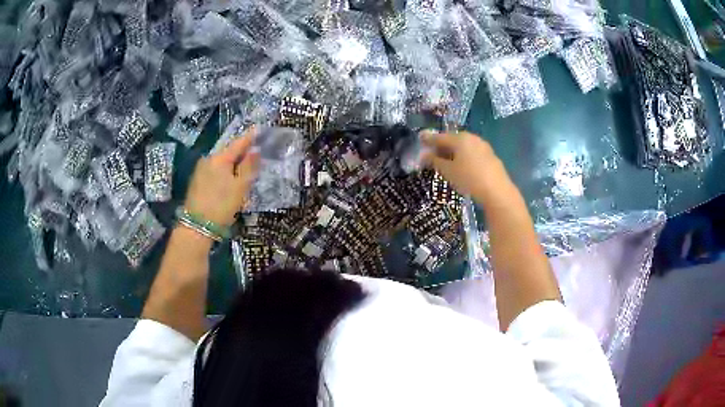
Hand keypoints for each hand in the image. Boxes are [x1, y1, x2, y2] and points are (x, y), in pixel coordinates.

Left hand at [184, 129, 259, 226]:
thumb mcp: (240, 187)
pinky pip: (214, 170)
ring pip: (221, 162)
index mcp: (220, 158)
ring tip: (244, 168)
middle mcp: (208, 159)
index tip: (259, 129)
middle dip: (241, 152)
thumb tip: (255, 150)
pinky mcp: (196, 181)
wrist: (196, 227)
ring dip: (233, 163)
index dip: (250, 137)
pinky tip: (229, 180)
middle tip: (254, 152)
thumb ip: (249, 167)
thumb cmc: (221, 205)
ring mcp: (200, 170)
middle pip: (228, 152)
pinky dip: (224, 172)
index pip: (238, 143)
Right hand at [421, 131, 508, 200]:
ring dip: (453, 152)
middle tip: (432, 154)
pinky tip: (462, 167)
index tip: (420, 139)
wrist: (497, 191)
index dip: (428, 139)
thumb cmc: (469, 178)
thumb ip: (434, 161)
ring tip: (446, 162)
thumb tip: (424, 155)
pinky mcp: (490, 156)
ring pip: (463, 146)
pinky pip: (472, 153)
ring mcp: (483, 146)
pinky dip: (464, 157)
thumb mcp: (448, 171)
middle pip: (452, 139)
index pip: (440, 137)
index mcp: (460, 138)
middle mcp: (472, 138)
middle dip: (441, 146)